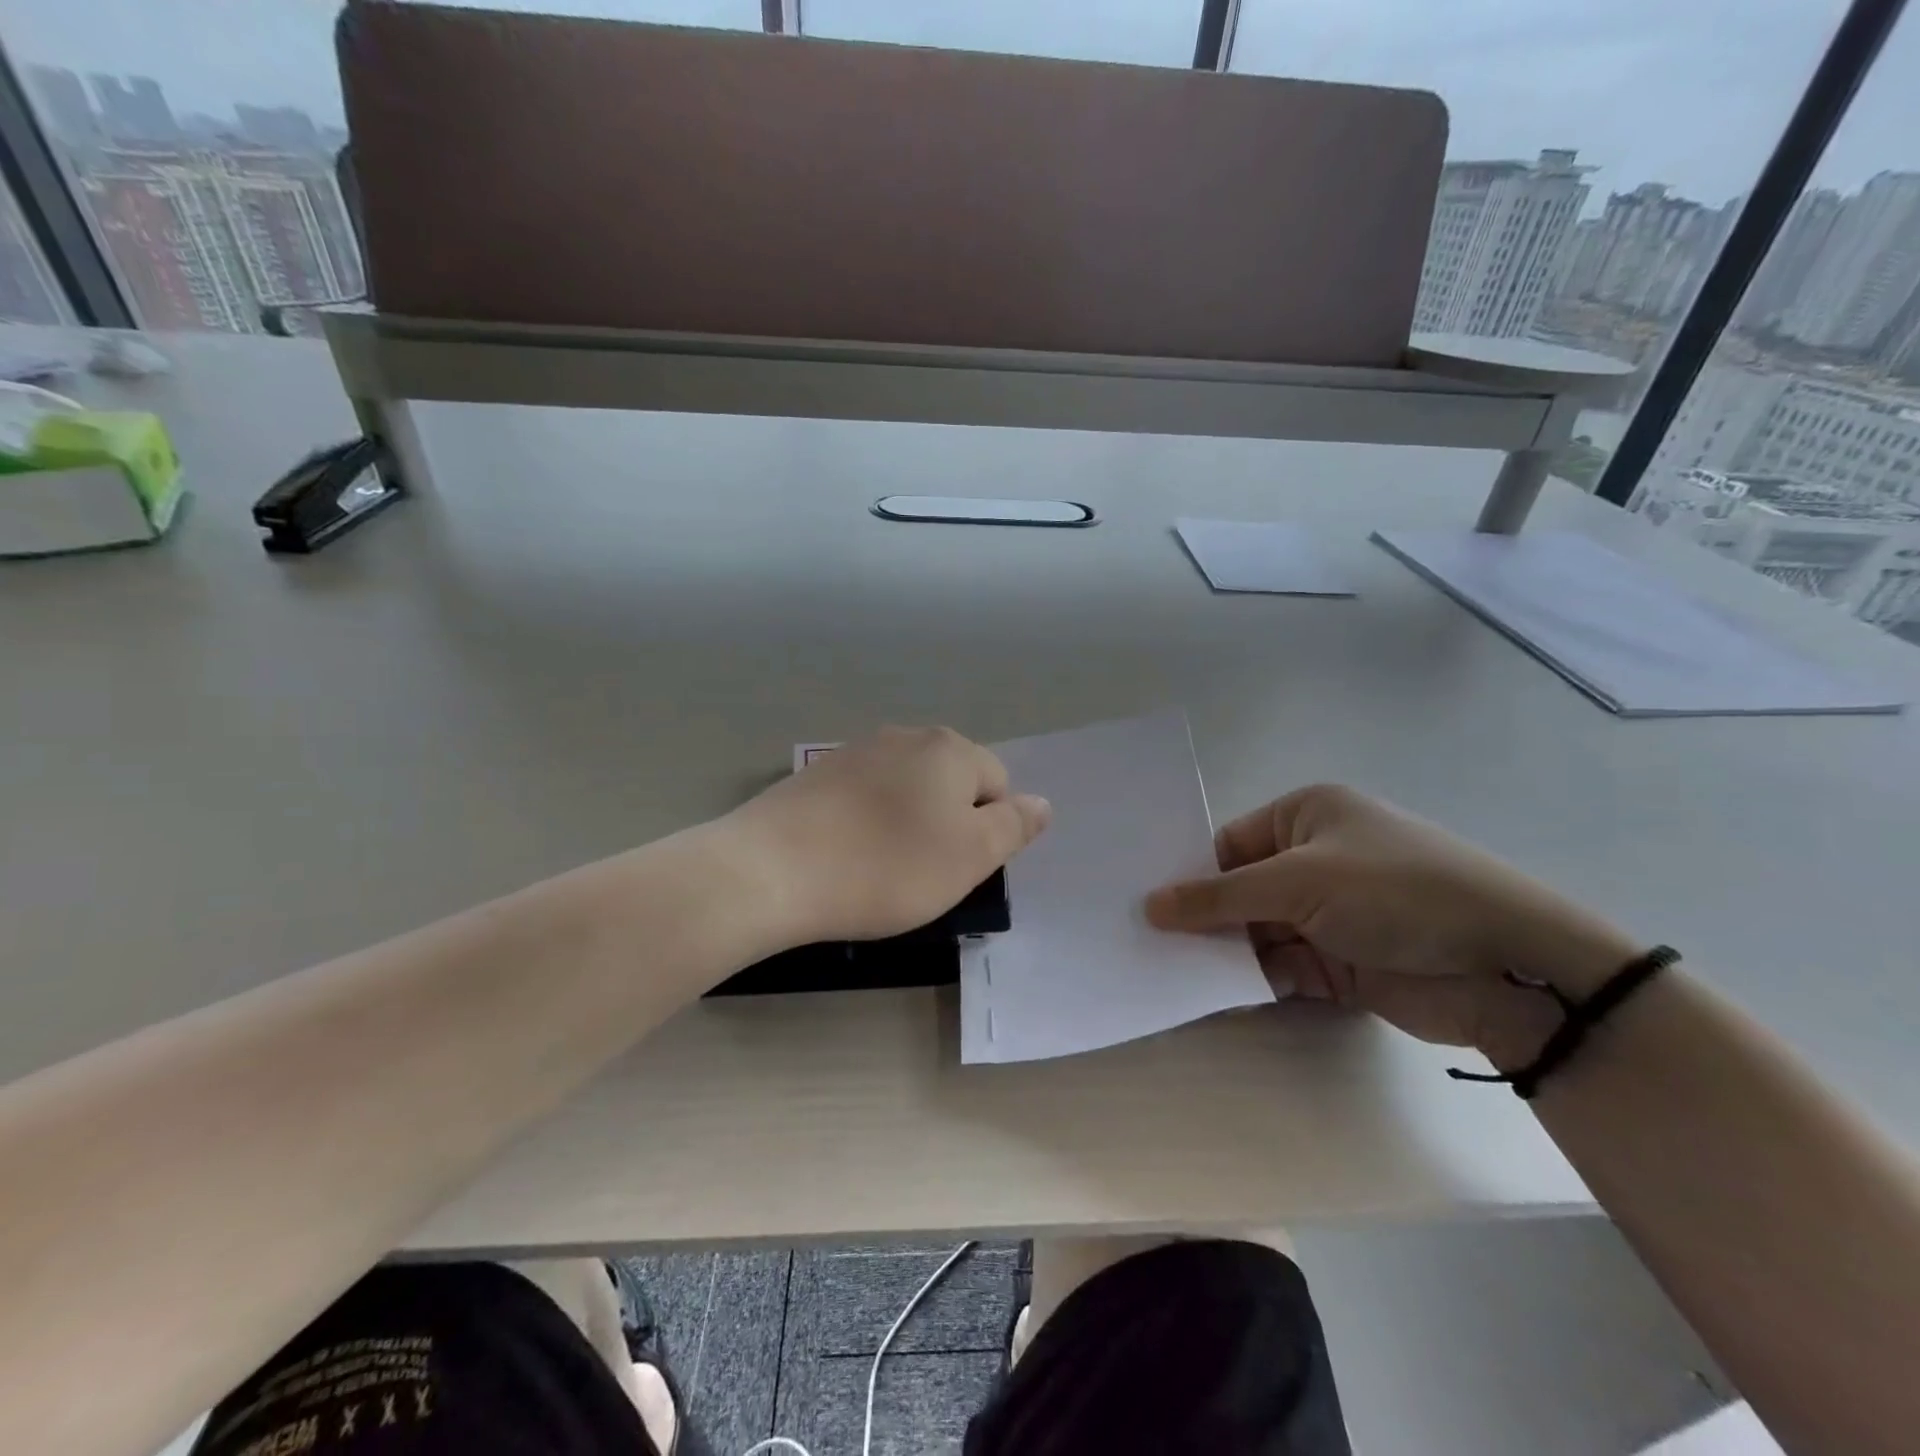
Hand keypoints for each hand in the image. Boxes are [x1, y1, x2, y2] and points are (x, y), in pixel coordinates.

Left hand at [723, 726, 1050, 945]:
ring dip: (907, 823)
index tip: (955, 867)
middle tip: (923, 871)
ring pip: (906, 790)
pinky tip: (846, 854)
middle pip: (951, 782)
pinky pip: (865, 797)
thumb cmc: (887, 867)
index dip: (986, 831)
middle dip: (948, 823)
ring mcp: (856, 751)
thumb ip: (1013, 827)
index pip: (997, 784)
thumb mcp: (969, 857)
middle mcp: (906, 736)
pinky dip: (867, 822)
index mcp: (950, 749)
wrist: (773, 869)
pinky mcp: (817, 773)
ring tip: (881, 866)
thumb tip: (1041, 802)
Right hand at [1144, 784, 1639, 1061]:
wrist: (1506, 966)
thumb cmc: (1396, 892)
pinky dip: (1251, 978)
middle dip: (1201, 916)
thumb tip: (1150, 905)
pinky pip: (1279, 966)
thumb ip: (1220, 897)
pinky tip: (1209, 991)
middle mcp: (1314, 860)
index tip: (1143, 903)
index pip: (1229, 844)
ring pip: (1255, 930)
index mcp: (1306, 817)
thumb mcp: (1300, 882)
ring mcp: (1328, 913)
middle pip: (1239, 889)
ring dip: (1222, 951)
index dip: (1189, 873)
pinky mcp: (1340, 962)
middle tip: (1142, 939)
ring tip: (1163, 969)